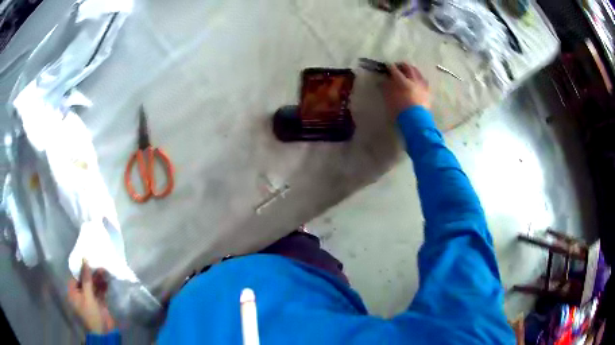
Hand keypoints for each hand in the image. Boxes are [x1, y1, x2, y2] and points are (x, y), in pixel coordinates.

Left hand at [68, 260, 114, 333]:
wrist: (104, 334)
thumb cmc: (91, 315)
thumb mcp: (88, 296)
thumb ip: (86, 278)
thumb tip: (84, 259)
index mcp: (73, 292)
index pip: (76, 276)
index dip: (82, 267)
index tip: (88, 258)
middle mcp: (80, 294)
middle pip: (85, 280)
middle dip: (92, 273)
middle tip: (99, 264)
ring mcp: (90, 299)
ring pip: (93, 285)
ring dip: (99, 279)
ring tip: (105, 271)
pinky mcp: (99, 302)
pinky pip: (100, 291)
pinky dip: (103, 286)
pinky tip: (107, 280)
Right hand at [383, 62, 430, 119]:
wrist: (417, 121)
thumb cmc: (400, 110)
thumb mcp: (390, 100)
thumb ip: (386, 89)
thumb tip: (382, 82)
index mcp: (403, 81)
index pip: (395, 70)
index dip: (390, 67)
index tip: (387, 65)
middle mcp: (413, 80)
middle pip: (408, 68)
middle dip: (402, 65)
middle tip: (398, 66)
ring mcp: (422, 85)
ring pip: (418, 73)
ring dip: (412, 69)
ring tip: (409, 70)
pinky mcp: (428, 92)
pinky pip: (424, 81)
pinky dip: (420, 78)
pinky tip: (418, 79)